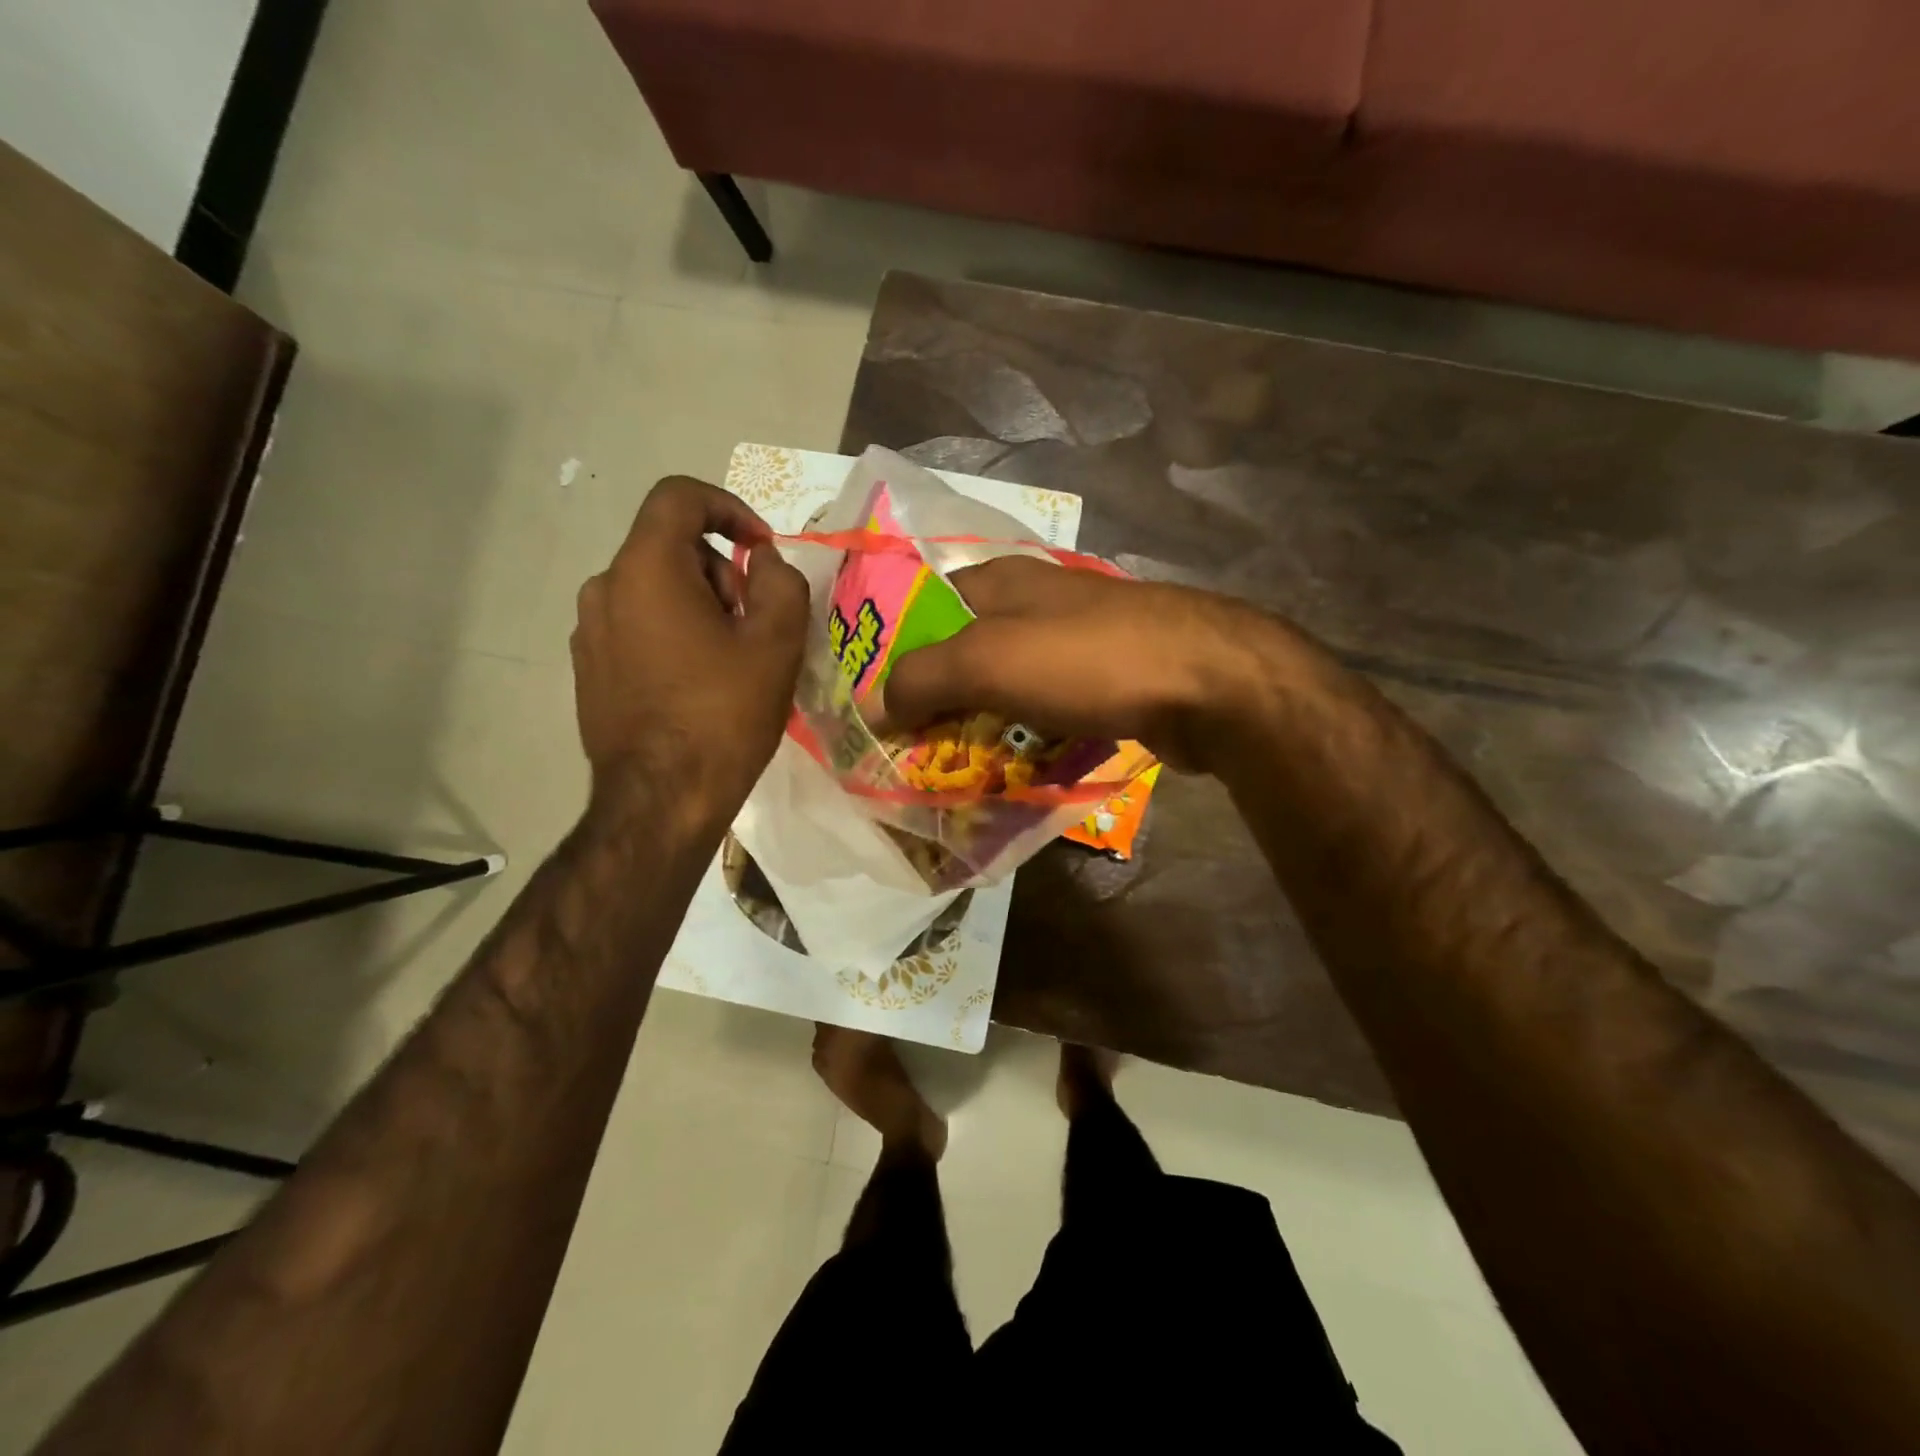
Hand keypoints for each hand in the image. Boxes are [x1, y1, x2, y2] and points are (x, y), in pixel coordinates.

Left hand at [572, 477, 807, 824]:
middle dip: (722, 572)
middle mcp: (604, 588)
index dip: (729, 508)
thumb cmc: (724, 715)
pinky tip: (699, 685)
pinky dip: (673, 634)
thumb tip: (763, 564)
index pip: (680, 496)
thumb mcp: (776, 643)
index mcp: (645, 569)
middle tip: (756, 624)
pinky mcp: (589, 669)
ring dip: (700, 606)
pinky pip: (637, 627)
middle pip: (670, 547)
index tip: (763, 550)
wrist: (662, 801)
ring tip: (732, 661)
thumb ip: (780, 582)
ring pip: (654, 589)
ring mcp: (589, 632)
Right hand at [879, 555, 1281, 771]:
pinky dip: (1026, 739)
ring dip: (981, 728)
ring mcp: (1074, 644)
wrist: (1206, 684)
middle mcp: (1034, 604)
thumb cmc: (1087, 659)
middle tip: (909, 753)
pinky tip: (1014, 771)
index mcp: (998, 581)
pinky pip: (1046, 714)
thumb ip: (921, 679)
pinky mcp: (1105, 682)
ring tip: (953, 773)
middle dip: (937, 703)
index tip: (875, 709)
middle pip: (964, 655)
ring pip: (1006, 689)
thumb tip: (871, 707)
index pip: (922, 612)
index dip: (893, 656)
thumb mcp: (988, 661)